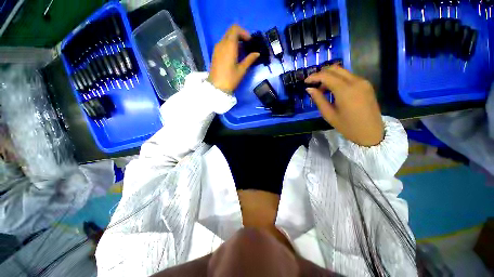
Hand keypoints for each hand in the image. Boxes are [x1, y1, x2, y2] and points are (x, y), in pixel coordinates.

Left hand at [208, 25, 259, 93]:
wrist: (217, 87)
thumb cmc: (231, 79)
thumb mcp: (242, 69)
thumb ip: (250, 59)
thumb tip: (257, 53)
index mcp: (229, 45)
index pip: (235, 29)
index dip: (244, 33)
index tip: (249, 42)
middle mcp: (221, 43)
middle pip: (231, 32)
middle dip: (240, 36)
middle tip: (247, 46)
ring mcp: (217, 48)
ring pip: (227, 38)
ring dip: (235, 41)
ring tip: (242, 52)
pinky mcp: (215, 53)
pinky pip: (223, 44)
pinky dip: (230, 45)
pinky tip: (235, 56)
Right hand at [305, 65, 383, 146]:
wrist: (371, 133)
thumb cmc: (347, 126)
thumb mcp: (329, 114)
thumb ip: (318, 99)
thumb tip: (309, 89)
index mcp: (345, 90)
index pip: (326, 76)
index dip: (314, 76)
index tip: (305, 82)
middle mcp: (355, 81)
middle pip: (335, 69)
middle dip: (321, 73)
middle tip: (313, 84)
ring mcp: (363, 82)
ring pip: (342, 72)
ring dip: (330, 77)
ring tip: (322, 90)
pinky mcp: (366, 85)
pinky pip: (349, 77)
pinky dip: (338, 80)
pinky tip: (333, 90)